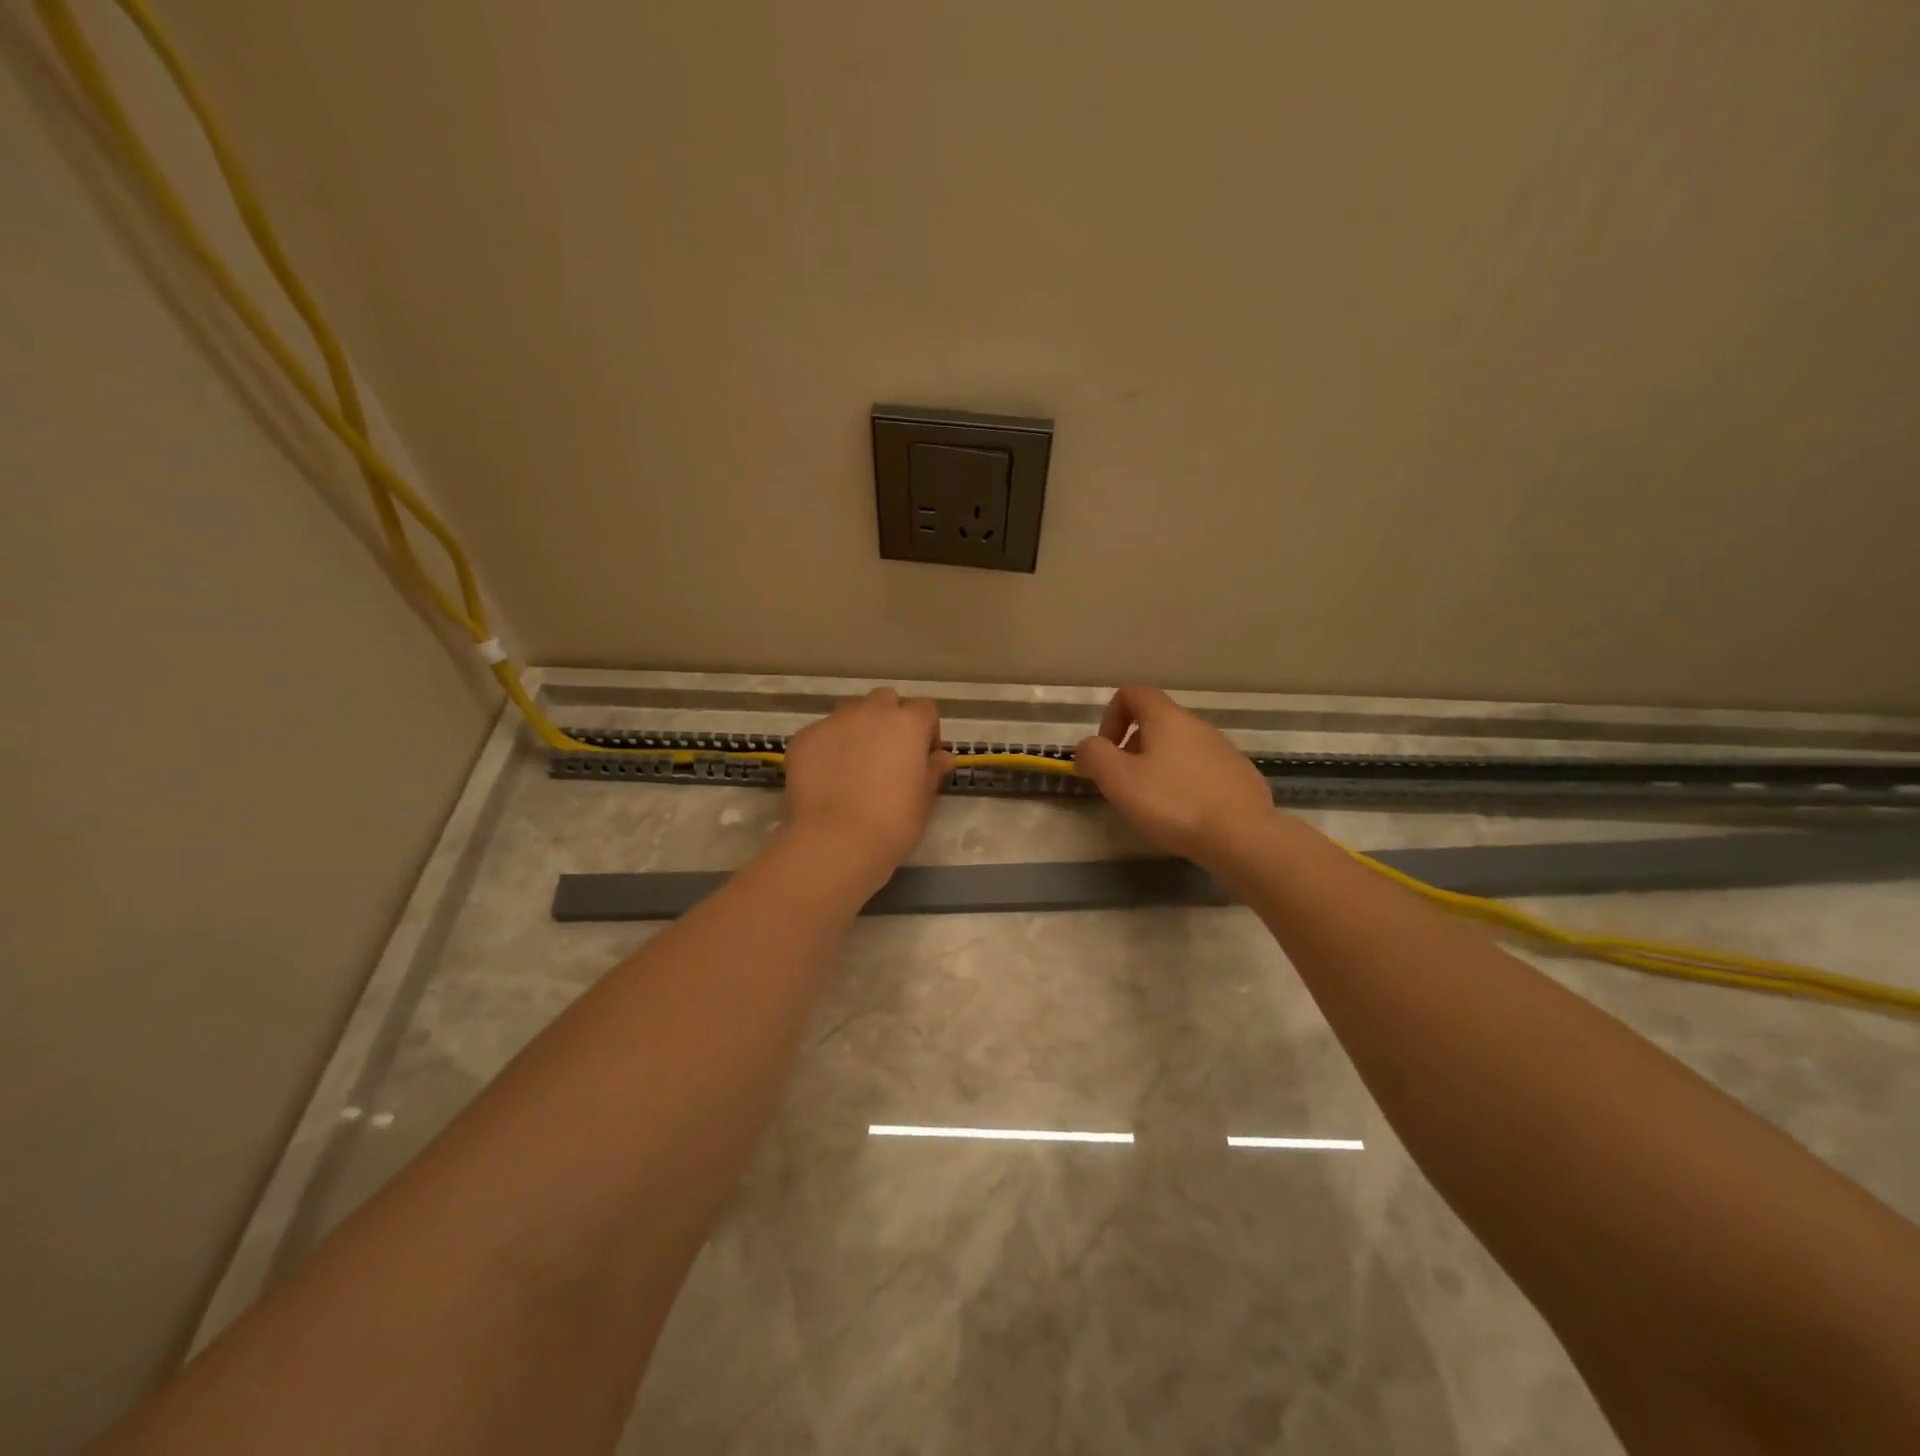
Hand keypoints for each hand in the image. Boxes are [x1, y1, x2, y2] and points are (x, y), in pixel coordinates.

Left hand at [783, 688, 953, 889]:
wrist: (836, 841)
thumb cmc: (893, 823)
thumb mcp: (924, 800)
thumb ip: (933, 771)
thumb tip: (941, 757)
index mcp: (907, 724)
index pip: (925, 709)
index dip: (927, 731)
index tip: (924, 757)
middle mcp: (871, 713)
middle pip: (885, 700)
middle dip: (889, 719)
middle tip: (888, 754)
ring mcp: (833, 722)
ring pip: (850, 712)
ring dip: (858, 728)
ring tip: (854, 764)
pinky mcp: (803, 738)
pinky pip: (821, 734)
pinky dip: (828, 748)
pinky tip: (827, 778)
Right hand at [1074, 686, 1274, 869]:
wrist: (1242, 836)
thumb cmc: (1173, 803)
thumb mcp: (1118, 780)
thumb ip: (1094, 755)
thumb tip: (1088, 747)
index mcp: (1167, 718)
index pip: (1132, 693)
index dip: (1110, 717)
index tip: (1107, 752)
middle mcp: (1198, 725)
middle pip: (1156, 721)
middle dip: (1133, 747)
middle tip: (1125, 784)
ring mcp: (1224, 749)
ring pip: (1180, 747)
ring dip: (1159, 766)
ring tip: (1154, 804)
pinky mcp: (1241, 776)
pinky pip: (1203, 769)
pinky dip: (1186, 783)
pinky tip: (1186, 814)